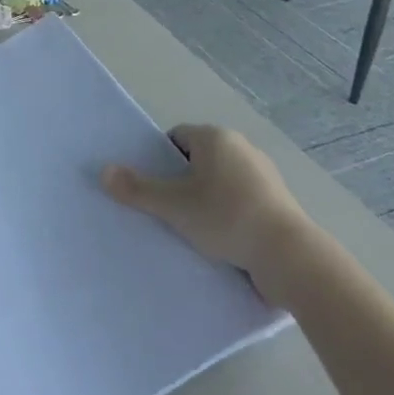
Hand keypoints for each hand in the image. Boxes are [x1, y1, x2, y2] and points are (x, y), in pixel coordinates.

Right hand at [103, 125, 312, 301]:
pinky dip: (230, 216)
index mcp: (215, 137)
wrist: (290, 257)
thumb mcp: (173, 206)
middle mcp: (241, 147)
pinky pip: (242, 201)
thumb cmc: (226, 218)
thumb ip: (137, 189)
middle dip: (183, 182)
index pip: (177, 138)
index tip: (155, 187)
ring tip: (194, 230)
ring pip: (221, 182)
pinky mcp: (279, 202)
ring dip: (207, 200)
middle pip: (199, 159)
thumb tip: (103, 171)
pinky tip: (223, 241)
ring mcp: (264, 175)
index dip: (160, 160)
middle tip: (168, 210)